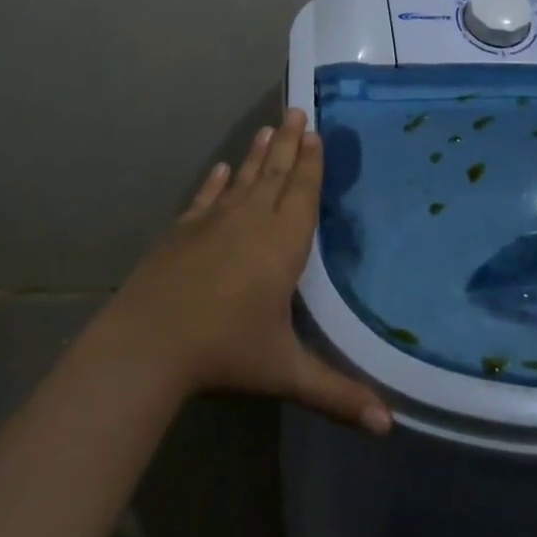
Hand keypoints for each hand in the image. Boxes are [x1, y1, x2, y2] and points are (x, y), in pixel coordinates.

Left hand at [108, 109, 391, 433]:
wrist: (148, 343)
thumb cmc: (225, 352)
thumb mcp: (285, 372)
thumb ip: (337, 393)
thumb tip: (388, 427)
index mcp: (283, 243)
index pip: (302, 192)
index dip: (311, 162)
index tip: (315, 132)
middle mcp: (252, 220)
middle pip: (276, 173)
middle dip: (290, 142)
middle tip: (297, 110)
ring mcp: (213, 221)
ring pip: (243, 177)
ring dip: (258, 152)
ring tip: (270, 126)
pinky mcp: (183, 230)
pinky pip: (206, 197)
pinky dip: (216, 182)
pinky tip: (221, 168)